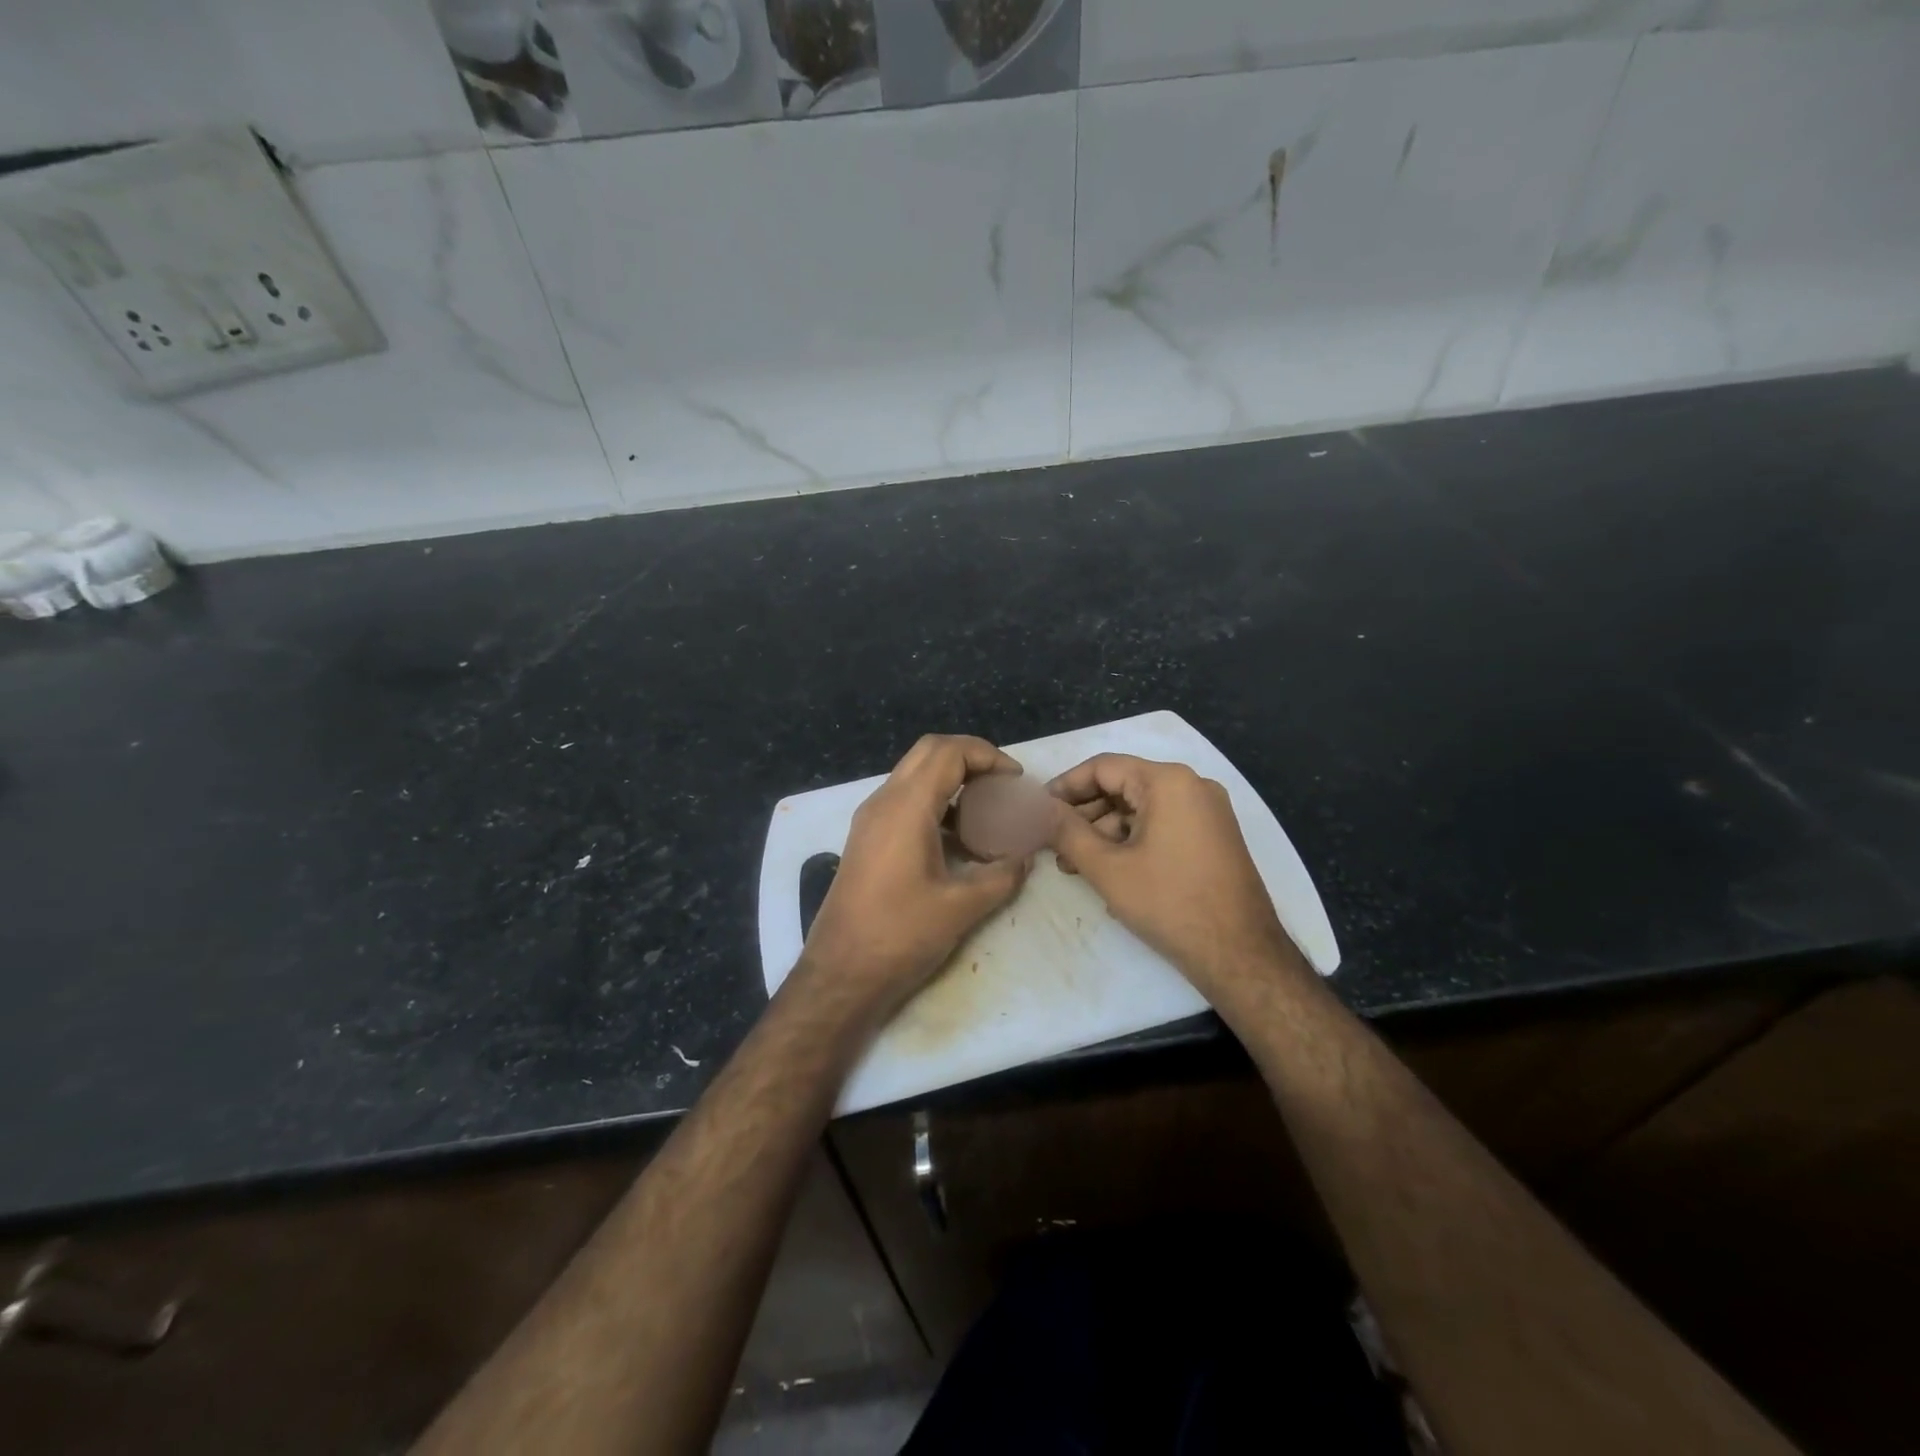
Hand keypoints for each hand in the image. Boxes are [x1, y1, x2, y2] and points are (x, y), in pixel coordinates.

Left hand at [801, 735, 1031, 1016]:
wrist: (840, 973)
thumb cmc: (900, 935)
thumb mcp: (962, 907)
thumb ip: (1002, 875)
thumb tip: (1025, 858)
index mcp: (906, 806)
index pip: (949, 752)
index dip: (988, 756)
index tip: (1016, 780)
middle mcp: (883, 801)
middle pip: (929, 752)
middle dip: (970, 758)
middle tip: (1002, 784)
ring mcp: (870, 819)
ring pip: (914, 775)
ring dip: (951, 780)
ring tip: (987, 810)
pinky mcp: (866, 838)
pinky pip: (904, 800)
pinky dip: (935, 802)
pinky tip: (958, 838)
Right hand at [1048, 754, 1303, 996]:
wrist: (1240, 954)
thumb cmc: (1169, 903)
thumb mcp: (1107, 867)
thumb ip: (1066, 831)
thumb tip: (1038, 809)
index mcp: (1168, 781)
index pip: (1103, 767)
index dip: (1065, 787)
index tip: (1038, 811)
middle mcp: (1192, 786)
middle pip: (1123, 786)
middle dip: (1083, 815)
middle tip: (1051, 843)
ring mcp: (1207, 812)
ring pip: (1141, 810)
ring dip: (1104, 833)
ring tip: (1074, 866)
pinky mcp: (1213, 837)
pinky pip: (1162, 826)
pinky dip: (1132, 842)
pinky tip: (1108, 872)